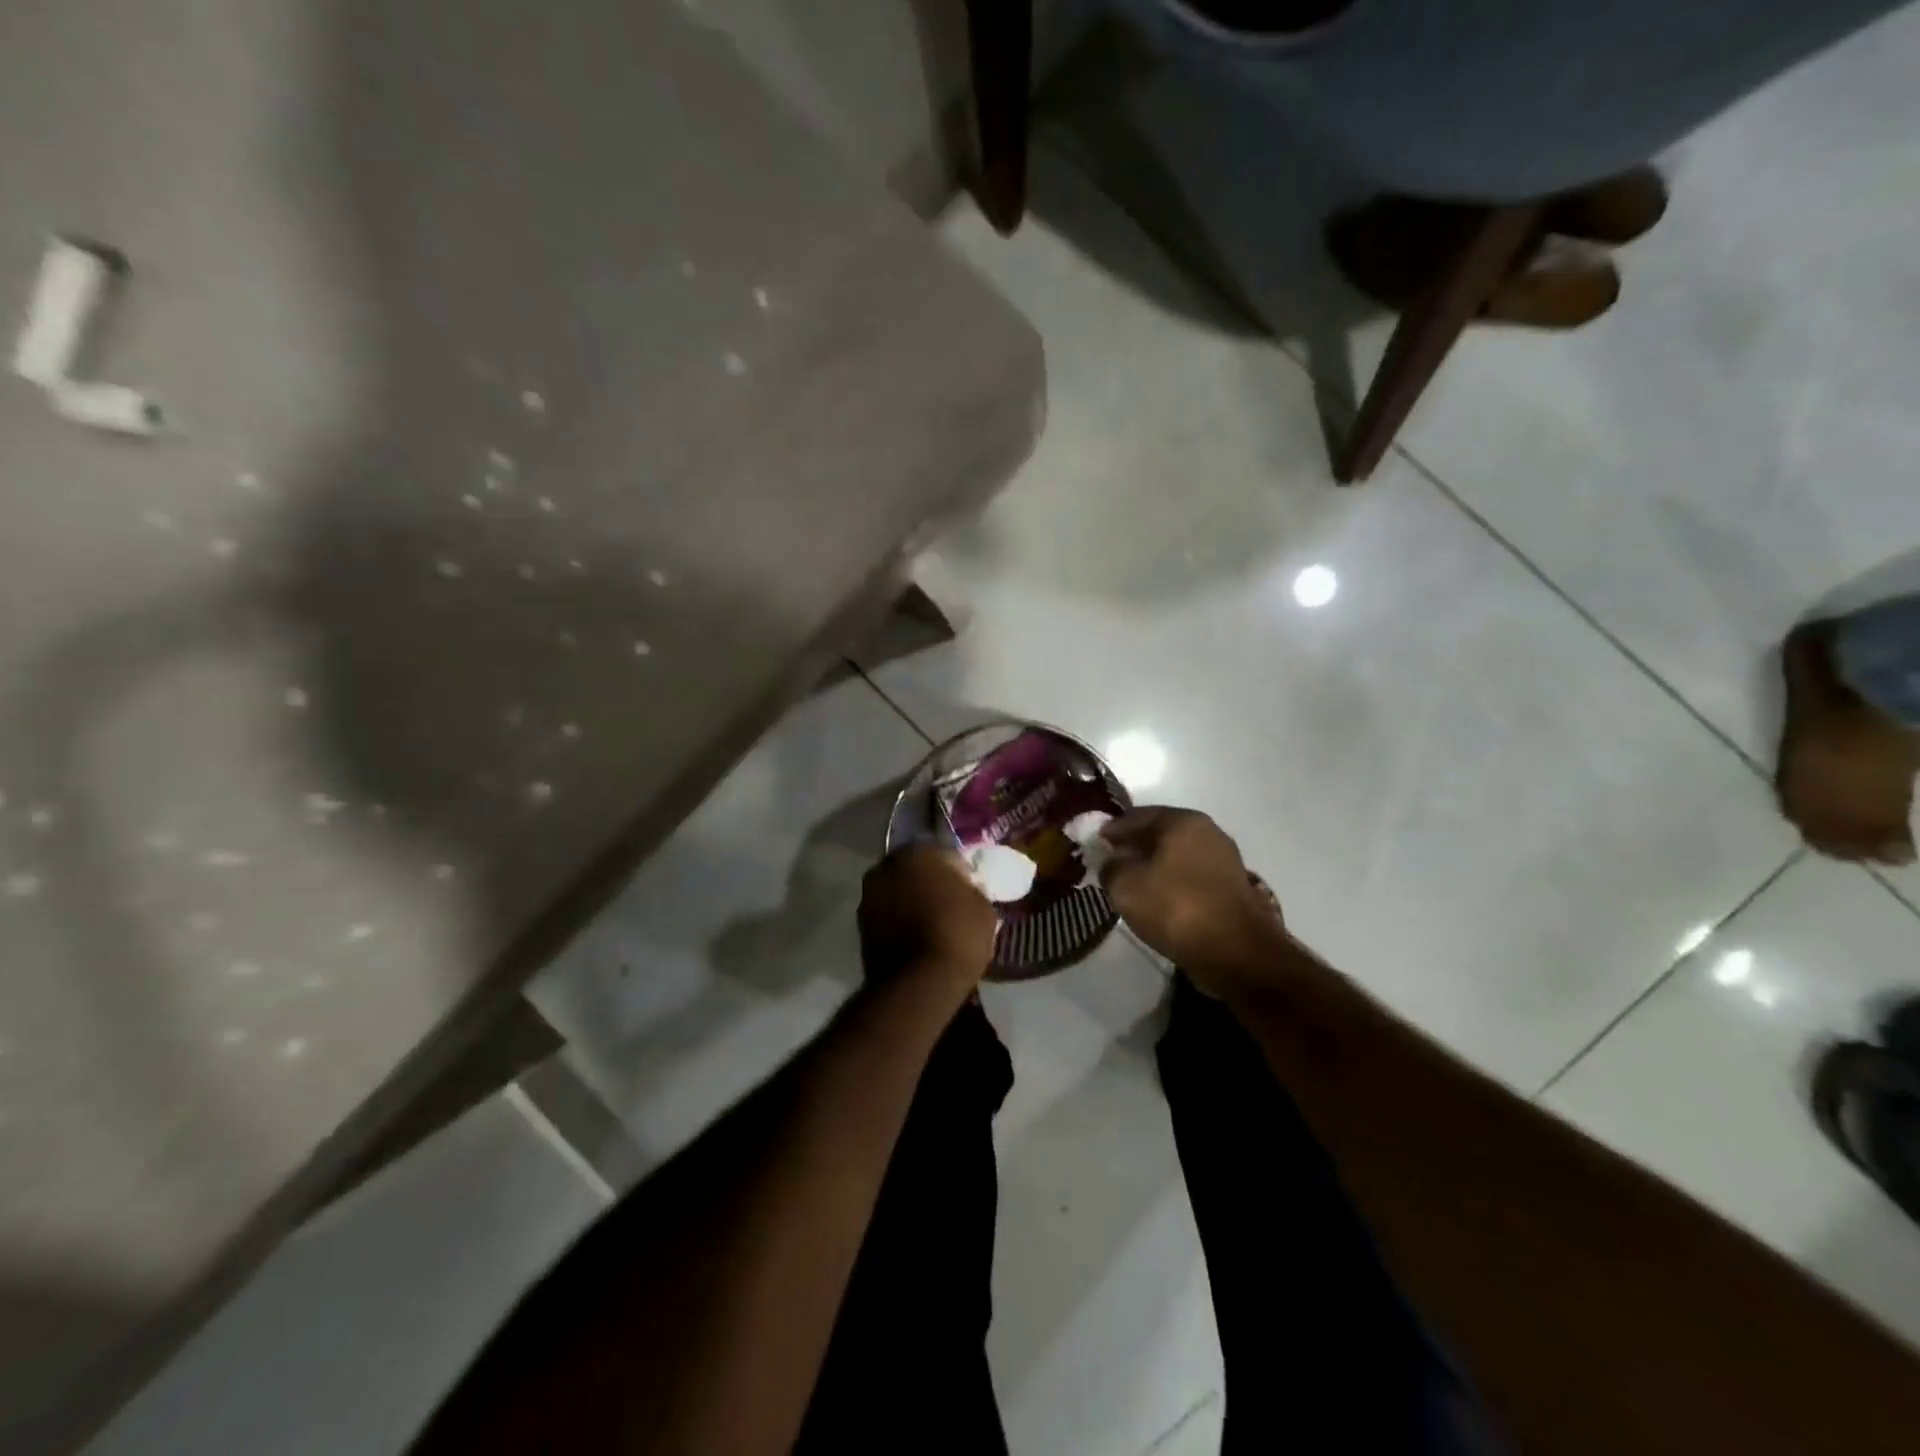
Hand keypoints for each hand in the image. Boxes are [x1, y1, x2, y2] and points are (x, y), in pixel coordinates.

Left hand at [858, 843, 997, 986]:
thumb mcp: (983, 908)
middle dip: (927, 883)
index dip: (957, 873)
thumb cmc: (958, 935)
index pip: (942, 854)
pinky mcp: (859, 927)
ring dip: (910, 902)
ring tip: (931, 925)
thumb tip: (964, 890)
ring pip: (897, 893)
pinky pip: (887, 917)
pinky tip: (916, 939)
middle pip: (913, 871)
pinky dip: (898, 923)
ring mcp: (868, 897)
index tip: (968, 890)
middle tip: (948, 905)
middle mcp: (886, 866)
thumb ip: (971, 890)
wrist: (919, 983)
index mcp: (917, 852)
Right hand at [1100, 807, 1288, 996]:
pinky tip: (1159, 902)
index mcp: (1182, 821)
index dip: (1110, 831)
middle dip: (1133, 848)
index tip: (1093, 846)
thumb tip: (1113, 861)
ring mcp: (1224, 859)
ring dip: (1153, 867)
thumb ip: (1110, 866)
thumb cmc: (1176, 908)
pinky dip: (1172, 884)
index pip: (1135, 816)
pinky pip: (1191, 877)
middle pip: (1159, 834)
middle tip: (1110, 866)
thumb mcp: (1125, 885)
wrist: (1237, 953)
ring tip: (1132, 887)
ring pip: (1176, 856)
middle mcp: (1207, 831)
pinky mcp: (1232, 887)